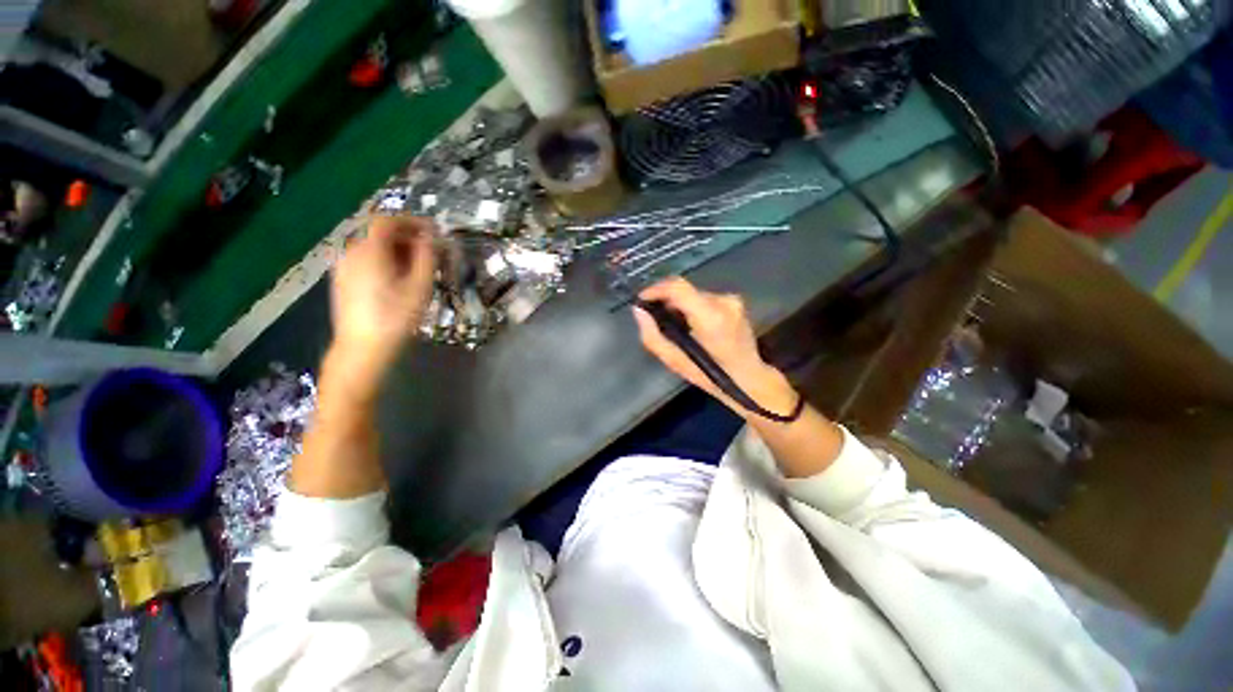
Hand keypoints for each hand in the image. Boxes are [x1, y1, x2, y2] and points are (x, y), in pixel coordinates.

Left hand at [328, 216, 436, 390]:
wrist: (363, 348)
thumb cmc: (396, 317)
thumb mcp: (420, 286)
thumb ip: (427, 256)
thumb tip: (431, 237)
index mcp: (369, 251)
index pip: (387, 221)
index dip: (411, 221)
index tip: (432, 230)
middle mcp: (351, 253)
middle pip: (378, 233)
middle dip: (406, 237)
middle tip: (430, 251)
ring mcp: (343, 267)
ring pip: (372, 247)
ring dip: (396, 250)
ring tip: (417, 266)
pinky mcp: (342, 281)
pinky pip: (365, 260)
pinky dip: (384, 260)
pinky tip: (398, 279)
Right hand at [633, 277, 795, 420]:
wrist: (749, 378)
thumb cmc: (710, 375)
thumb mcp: (675, 362)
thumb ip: (652, 336)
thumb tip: (638, 310)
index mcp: (710, 317)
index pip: (678, 287)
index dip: (656, 289)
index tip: (643, 299)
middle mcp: (723, 301)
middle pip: (685, 290)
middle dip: (667, 300)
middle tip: (656, 317)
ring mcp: (732, 300)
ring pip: (694, 294)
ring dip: (681, 305)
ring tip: (675, 325)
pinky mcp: (735, 301)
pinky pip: (705, 299)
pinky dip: (694, 307)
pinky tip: (693, 325)